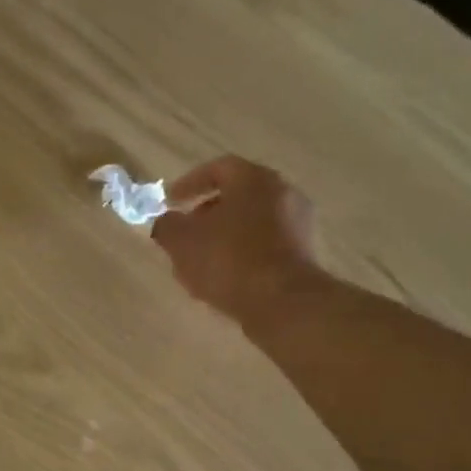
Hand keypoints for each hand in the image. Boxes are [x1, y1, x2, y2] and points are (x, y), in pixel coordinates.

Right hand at [151, 156, 319, 323]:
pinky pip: (265, 243)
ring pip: (252, 220)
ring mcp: (298, 222)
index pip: (218, 168)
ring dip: (224, 234)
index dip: (189, 184)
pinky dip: (243, 251)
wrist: (282, 302)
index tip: (170, 202)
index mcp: (253, 179)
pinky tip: (224, 275)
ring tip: (200, 259)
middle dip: (207, 212)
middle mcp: (282, 192)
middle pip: (238, 195)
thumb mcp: (180, 241)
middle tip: (185, 231)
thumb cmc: (227, 260)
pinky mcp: (304, 252)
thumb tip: (167, 222)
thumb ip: (167, 225)